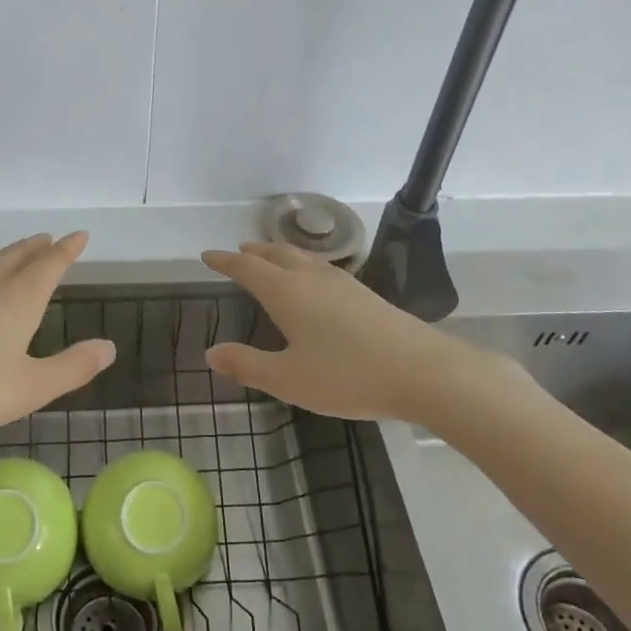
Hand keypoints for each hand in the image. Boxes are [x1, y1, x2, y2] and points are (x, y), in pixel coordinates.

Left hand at [0, 232, 115, 446]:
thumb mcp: (31, 387)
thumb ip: (73, 367)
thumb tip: (109, 347)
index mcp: (20, 297)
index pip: (51, 263)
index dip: (68, 249)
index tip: (80, 235)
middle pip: (20, 254)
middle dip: (39, 246)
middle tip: (51, 238)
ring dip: (13, 253)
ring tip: (22, 254)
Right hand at [201, 242, 516, 420]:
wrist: (422, 371)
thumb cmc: (347, 375)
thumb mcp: (288, 379)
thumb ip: (247, 365)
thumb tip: (211, 353)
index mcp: (286, 292)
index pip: (247, 268)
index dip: (225, 261)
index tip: (207, 256)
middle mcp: (311, 279)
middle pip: (276, 254)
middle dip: (253, 252)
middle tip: (238, 251)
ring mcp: (342, 283)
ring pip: (302, 258)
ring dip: (279, 254)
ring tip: (270, 258)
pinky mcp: (365, 294)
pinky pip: (321, 268)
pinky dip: (303, 265)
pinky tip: (314, 282)